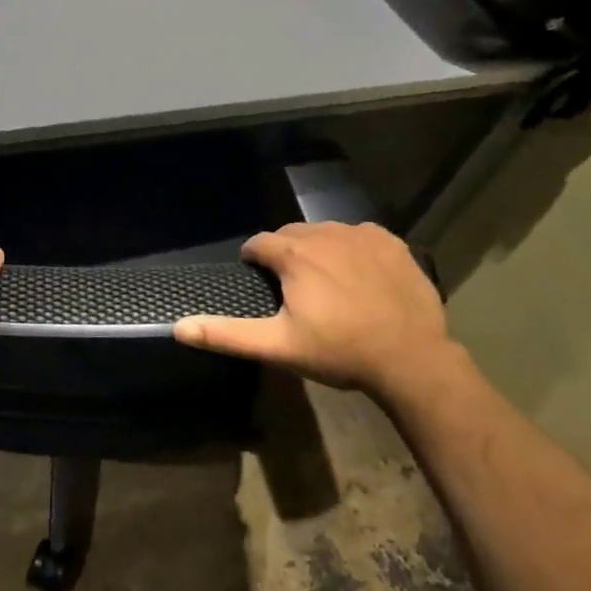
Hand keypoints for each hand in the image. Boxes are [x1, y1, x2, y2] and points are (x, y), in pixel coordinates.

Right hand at [173, 221, 456, 394]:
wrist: (411, 358)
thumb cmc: (339, 351)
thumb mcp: (278, 346)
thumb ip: (227, 334)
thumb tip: (178, 327)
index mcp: (294, 255)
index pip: (259, 244)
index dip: (254, 261)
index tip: (260, 282)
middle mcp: (324, 233)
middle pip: (291, 234)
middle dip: (284, 253)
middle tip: (292, 287)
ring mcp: (361, 234)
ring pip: (325, 232)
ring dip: (317, 249)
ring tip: (325, 282)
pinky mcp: (390, 242)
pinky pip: (359, 235)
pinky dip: (352, 248)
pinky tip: (359, 276)